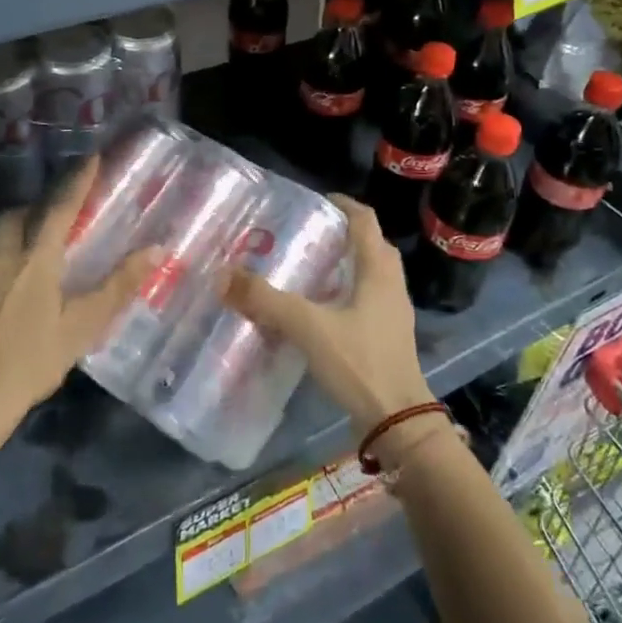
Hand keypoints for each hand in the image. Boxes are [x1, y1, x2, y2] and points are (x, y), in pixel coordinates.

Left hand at [0, 159, 160, 452]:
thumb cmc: (33, 360)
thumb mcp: (83, 325)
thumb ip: (119, 285)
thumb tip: (156, 250)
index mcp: (36, 258)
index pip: (60, 208)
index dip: (77, 182)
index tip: (90, 158)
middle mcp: (3, 255)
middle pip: (18, 214)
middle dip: (38, 206)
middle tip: (57, 216)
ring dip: (14, 228)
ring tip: (30, 243)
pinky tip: (4, 276)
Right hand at [224, 194, 433, 438]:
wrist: (398, 421)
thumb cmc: (360, 362)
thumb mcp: (308, 327)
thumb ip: (266, 300)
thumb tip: (223, 275)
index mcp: (378, 271)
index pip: (365, 221)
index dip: (344, 205)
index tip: (317, 201)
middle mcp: (391, 286)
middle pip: (372, 246)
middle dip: (344, 235)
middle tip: (310, 234)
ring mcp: (393, 314)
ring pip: (372, 275)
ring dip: (347, 265)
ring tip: (311, 268)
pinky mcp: (388, 338)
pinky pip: (368, 301)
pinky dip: (346, 293)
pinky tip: (321, 309)